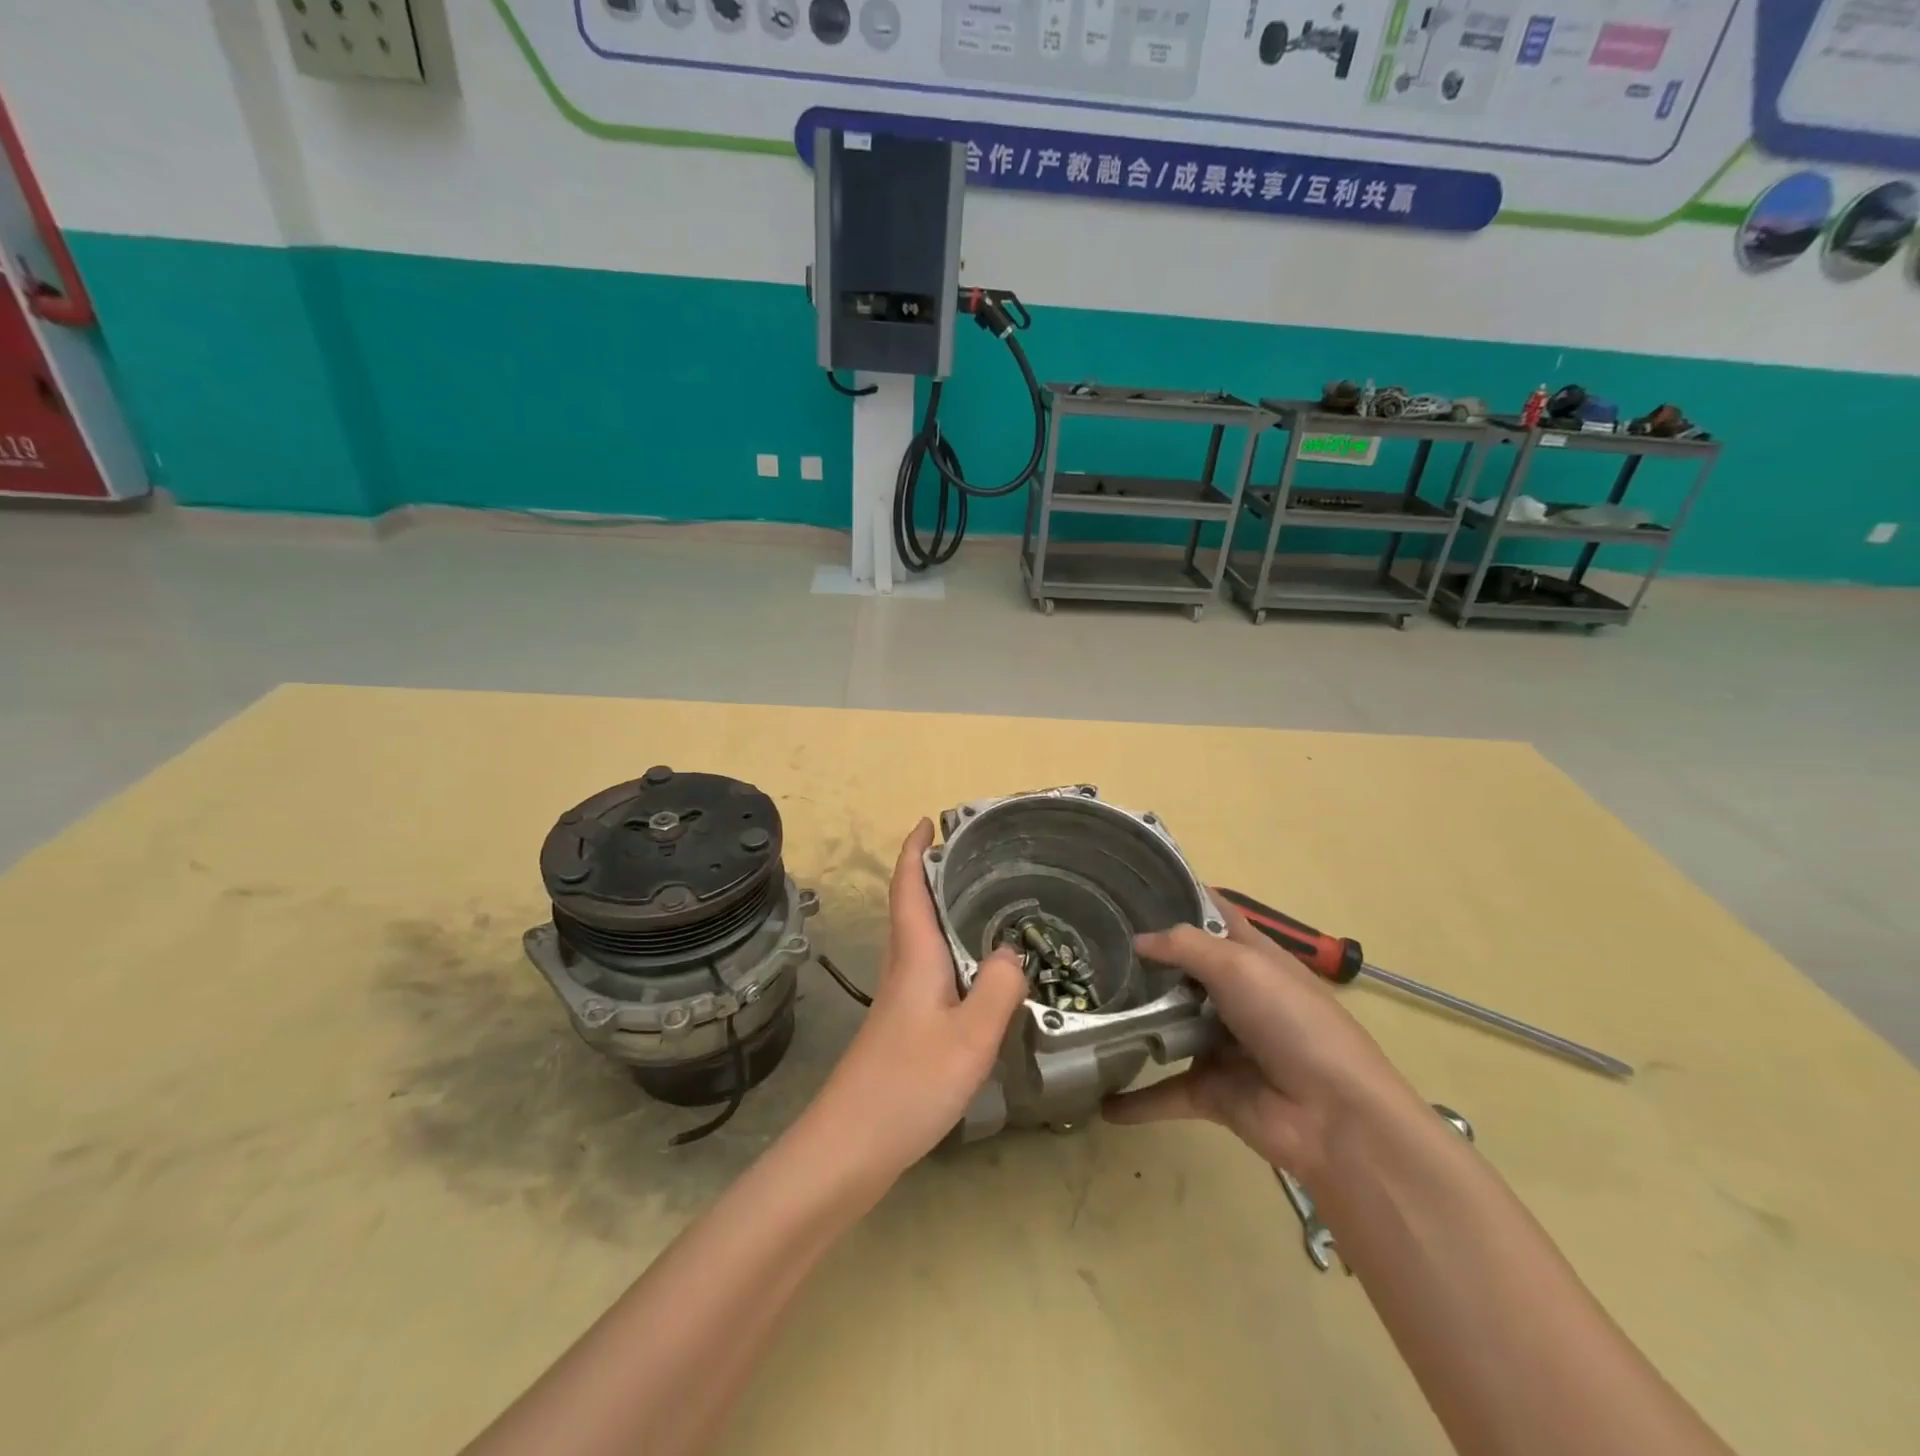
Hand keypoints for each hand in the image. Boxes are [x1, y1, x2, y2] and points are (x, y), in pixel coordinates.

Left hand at [812, 819, 1026, 1180]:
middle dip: (936, 873)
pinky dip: (953, 950)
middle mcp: (904, 967)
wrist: (851, 1146)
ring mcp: (902, 998)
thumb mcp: (970, 1036)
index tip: (929, 821)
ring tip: (988, 901)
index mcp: (914, 955)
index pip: (908, 886)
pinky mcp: (905, 1025)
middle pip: (914, 905)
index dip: (915, 850)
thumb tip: (1011, 951)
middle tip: (978, 856)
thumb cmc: (908, 1084)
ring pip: (923, 937)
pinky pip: (932, 969)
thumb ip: (998, 988)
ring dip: (946, 910)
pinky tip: (979, 970)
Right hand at [1103, 900, 1420, 1180]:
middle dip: (1142, 961)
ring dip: (1133, 1024)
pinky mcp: (1211, 1091)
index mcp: (1251, 956)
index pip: (1212, 915)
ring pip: (1167, 1027)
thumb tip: (1137, 941)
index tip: (1130, 886)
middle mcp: (1234, 995)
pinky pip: (1164, 1093)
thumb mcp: (1240, 966)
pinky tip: (1099, 1101)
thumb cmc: (1292, 1022)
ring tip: (1081, 1009)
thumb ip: (1184, 946)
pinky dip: (1135, 1101)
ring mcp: (1221, 1044)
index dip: (1179, 896)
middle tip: (1089, 948)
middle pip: (1181, 970)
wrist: (1335, 1117)